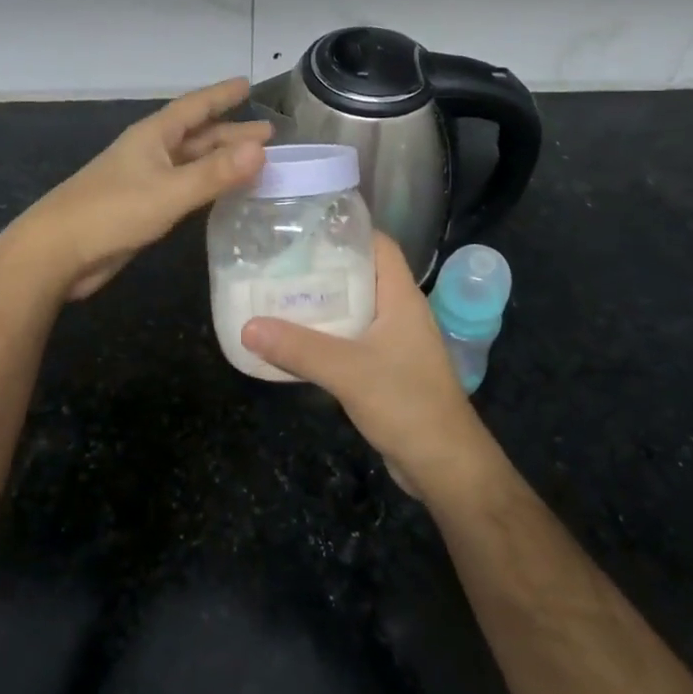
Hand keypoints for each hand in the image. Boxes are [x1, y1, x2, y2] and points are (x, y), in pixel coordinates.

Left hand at [13, 78, 269, 300]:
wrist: (58, 252)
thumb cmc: (111, 212)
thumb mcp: (169, 191)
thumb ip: (214, 173)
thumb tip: (261, 149)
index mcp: (153, 136)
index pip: (195, 107)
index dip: (221, 96)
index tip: (246, 84)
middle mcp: (150, 152)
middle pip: (197, 136)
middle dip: (231, 134)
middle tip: (268, 134)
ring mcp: (144, 180)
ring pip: (191, 163)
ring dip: (221, 161)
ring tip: (255, 162)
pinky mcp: (142, 207)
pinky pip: (184, 188)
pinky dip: (207, 186)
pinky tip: (222, 194)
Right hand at [240, 234, 490, 497]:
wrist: (444, 465)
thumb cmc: (406, 403)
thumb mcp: (347, 371)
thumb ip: (298, 348)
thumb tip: (248, 326)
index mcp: (401, 297)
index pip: (379, 245)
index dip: (347, 230)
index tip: (305, 228)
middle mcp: (400, 312)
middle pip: (362, 275)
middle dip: (323, 268)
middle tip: (279, 263)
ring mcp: (396, 342)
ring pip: (355, 309)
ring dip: (323, 304)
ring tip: (279, 296)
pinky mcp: (387, 369)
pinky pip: (353, 339)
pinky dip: (327, 335)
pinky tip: (297, 341)